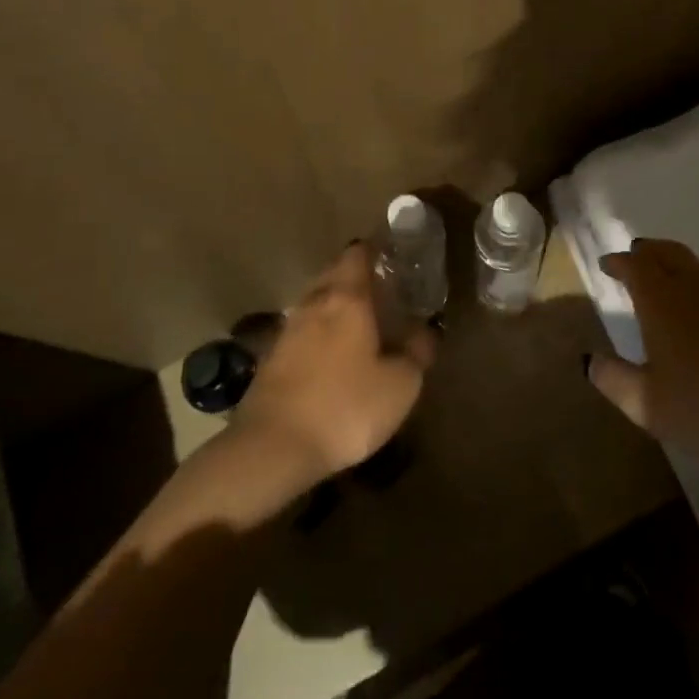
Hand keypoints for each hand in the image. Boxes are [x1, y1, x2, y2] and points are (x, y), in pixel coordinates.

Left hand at [231, 242, 436, 485]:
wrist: (272, 449)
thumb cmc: (346, 407)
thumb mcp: (400, 384)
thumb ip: (417, 351)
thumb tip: (427, 330)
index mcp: (347, 298)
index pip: (358, 254)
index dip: (376, 249)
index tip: (395, 256)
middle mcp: (314, 304)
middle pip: (334, 274)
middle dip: (357, 277)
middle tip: (384, 290)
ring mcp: (287, 330)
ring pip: (316, 303)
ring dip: (337, 306)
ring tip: (361, 323)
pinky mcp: (271, 359)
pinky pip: (303, 332)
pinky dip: (320, 333)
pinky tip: (334, 355)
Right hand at [587, 238, 698, 470]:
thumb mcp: (647, 403)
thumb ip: (614, 379)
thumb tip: (589, 359)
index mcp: (662, 301)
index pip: (636, 266)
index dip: (619, 262)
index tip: (606, 264)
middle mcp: (693, 290)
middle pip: (668, 253)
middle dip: (647, 252)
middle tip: (633, 256)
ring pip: (693, 267)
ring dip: (672, 263)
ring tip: (661, 278)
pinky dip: (693, 284)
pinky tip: (696, 312)